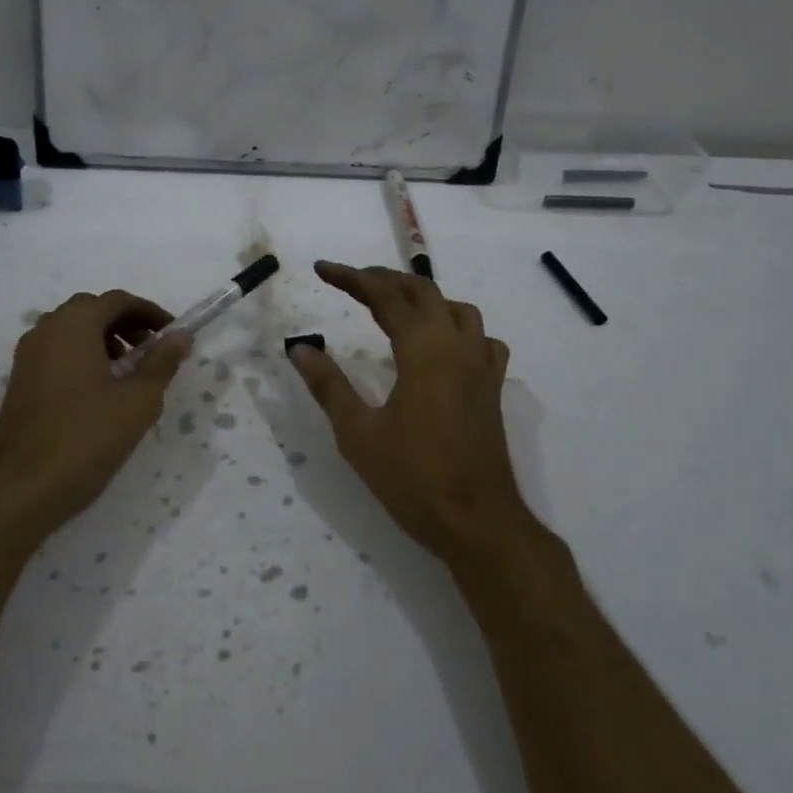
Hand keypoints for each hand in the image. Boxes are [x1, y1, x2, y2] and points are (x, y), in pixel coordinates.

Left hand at [0, 290, 191, 549]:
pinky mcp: (19, 383)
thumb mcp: (137, 401)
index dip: (150, 312)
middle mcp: (45, 331)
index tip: (173, 334)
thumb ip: (161, 362)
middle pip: (91, 310)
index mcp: (73, 325)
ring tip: (129, 373)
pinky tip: (100, 393)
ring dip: (104, 340)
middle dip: (126, 323)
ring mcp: (27, 357)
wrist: (19, 490)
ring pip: (71, 332)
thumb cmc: (85, 438)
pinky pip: (57, 353)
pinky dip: (83, 357)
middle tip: (152, 350)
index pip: (117, 300)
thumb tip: (181, 336)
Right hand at [288, 261, 535, 564]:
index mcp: (424, 351)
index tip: (321, 269)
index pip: (385, 296)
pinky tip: (441, 345)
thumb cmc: (413, 479)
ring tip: (392, 305)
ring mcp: (481, 367)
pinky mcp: (493, 388)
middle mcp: (458, 347)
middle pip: (423, 292)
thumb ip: (328, 385)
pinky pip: (480, 338)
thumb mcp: (358, 434)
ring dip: (422, 297)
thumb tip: (300, 348)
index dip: (351, 277)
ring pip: (456, 309)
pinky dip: (456, 327)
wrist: (478, 523)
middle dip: (384, 279)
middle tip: (349, 281)